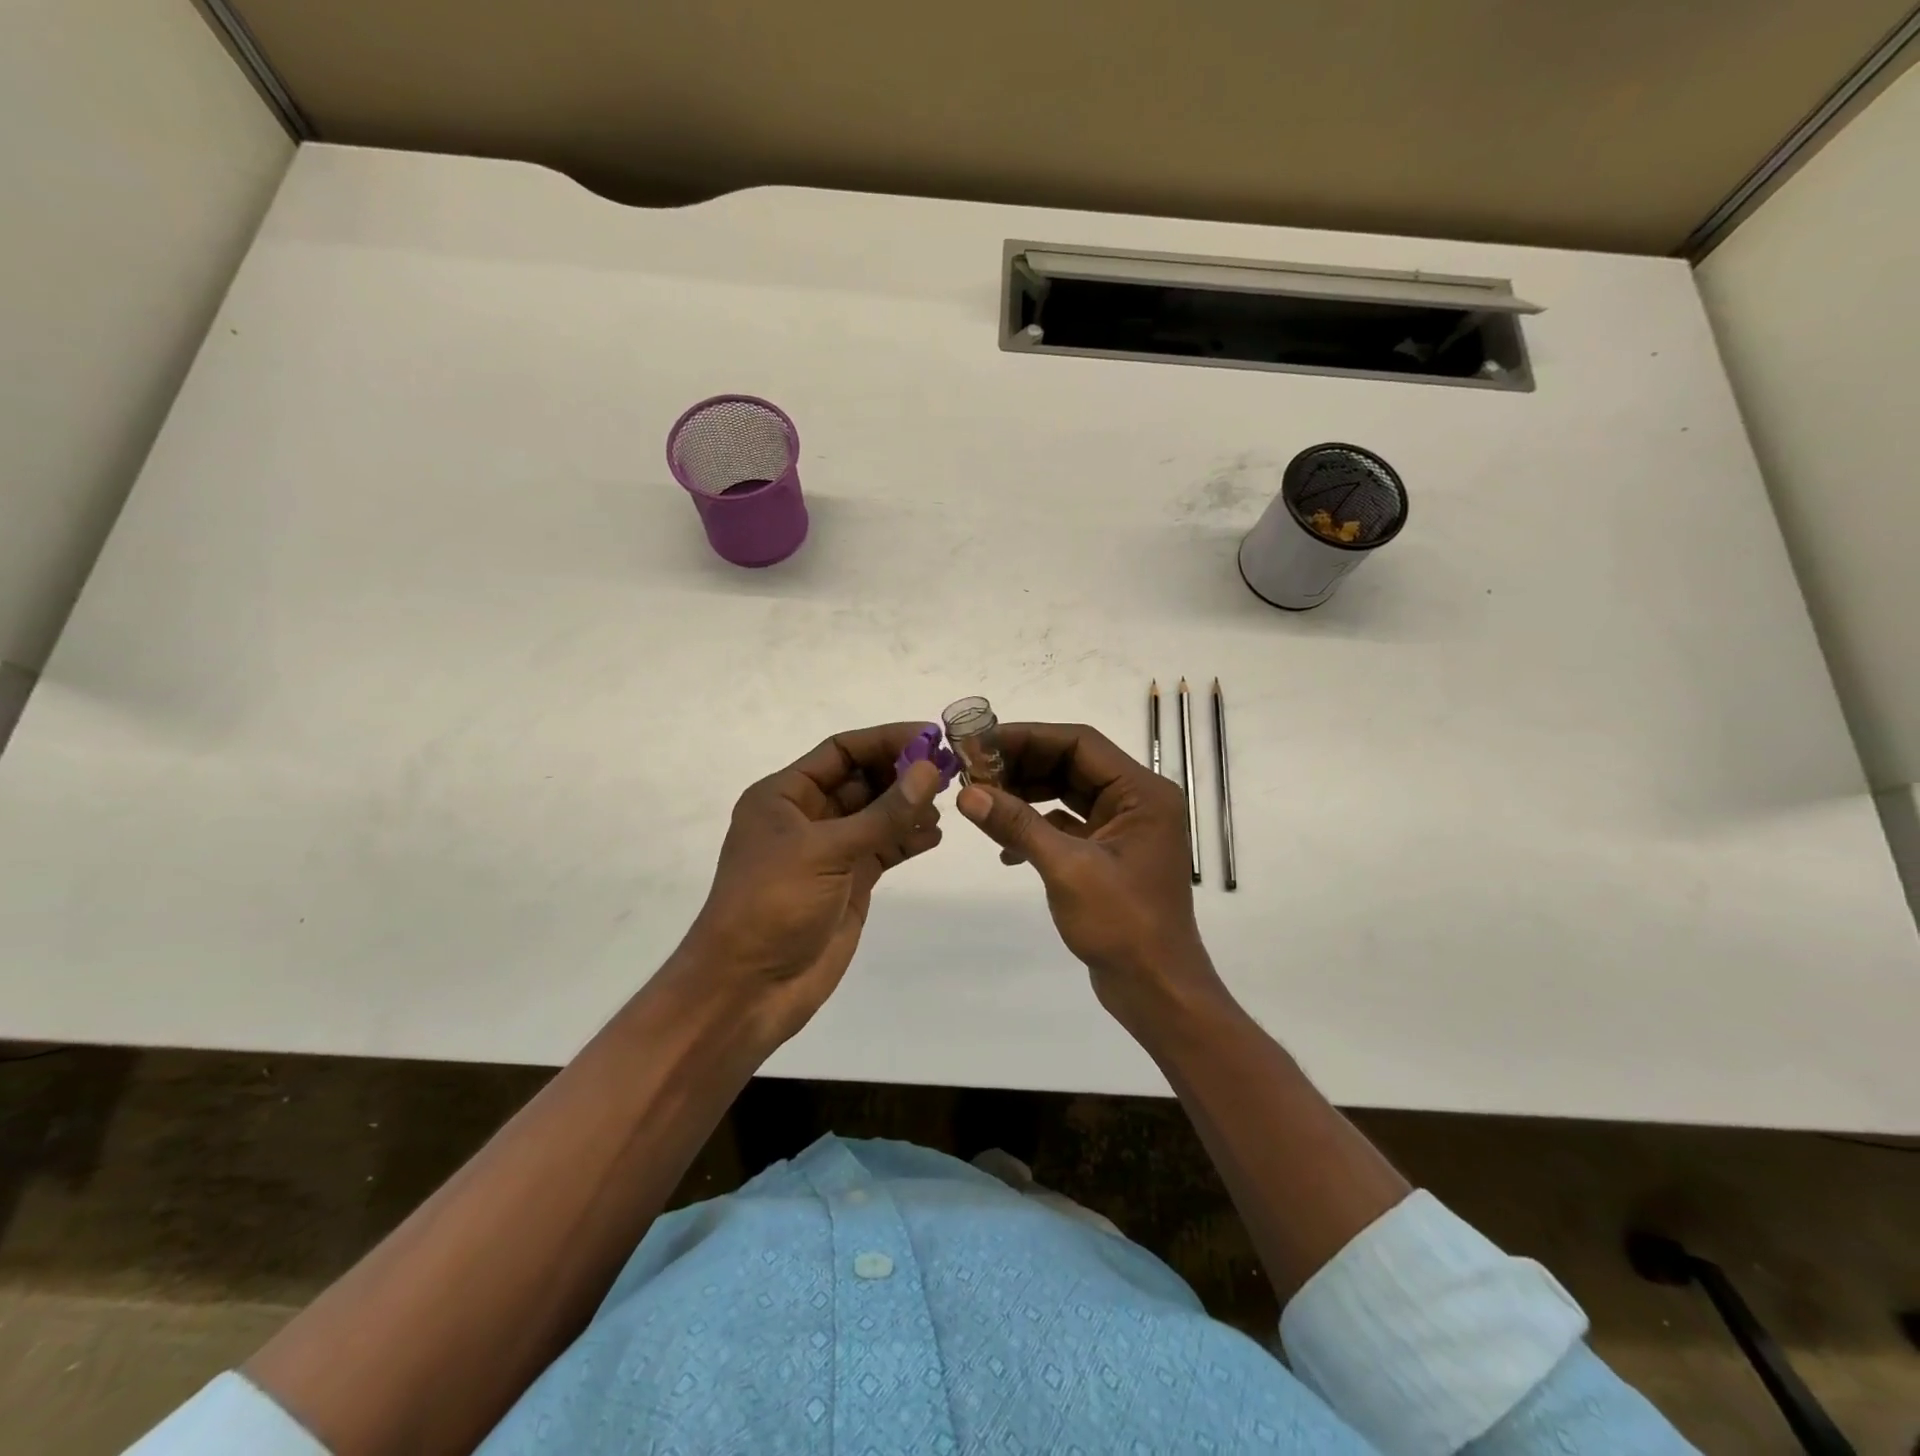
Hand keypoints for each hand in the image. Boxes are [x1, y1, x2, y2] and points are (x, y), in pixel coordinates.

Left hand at [673, 724, 943, 1046]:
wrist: (748, 989)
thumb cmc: (773, 905)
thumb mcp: (826, 851)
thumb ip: (883, 813)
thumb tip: (929, 769)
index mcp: (784, 795)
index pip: (840, 751)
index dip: (884, 740)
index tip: (931, 737)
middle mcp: (806, 816)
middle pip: (861, 779)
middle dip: (902, 773)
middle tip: (948, 770)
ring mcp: (829, 851)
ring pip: (877, 814)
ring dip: (909, 806)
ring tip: (945, 805)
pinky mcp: (848, 882)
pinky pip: (884, 848)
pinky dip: (908, 840)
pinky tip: (935, 836)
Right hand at [954, 723, 1224, 1024]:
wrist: (1157, 990)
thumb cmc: (1123, 925)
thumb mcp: (1067, 869)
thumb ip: (1017, 825)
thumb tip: (967, 793)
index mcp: (1142, 792)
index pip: (1079, 744)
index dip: (1028, 738)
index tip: (980, 743)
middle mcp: (1137, 801)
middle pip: (1072, 764)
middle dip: (1022, 765)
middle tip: (973, 770)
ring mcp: (1124, 828)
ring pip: (1067, 793)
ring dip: (1025, 795)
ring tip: (981, 800)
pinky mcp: (1110, 854)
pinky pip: (1068, 825)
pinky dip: (1036, 828)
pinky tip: (1005, 848)